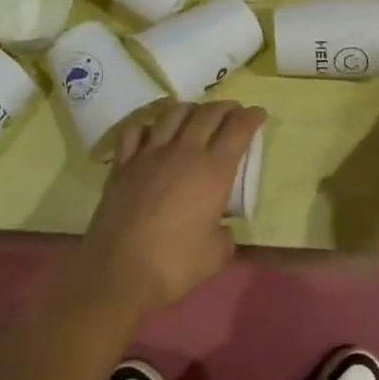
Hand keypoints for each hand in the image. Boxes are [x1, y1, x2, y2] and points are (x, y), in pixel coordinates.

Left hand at [75, 101, 265, 318]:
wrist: (119, 271)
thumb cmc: (175, 265)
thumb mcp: (218, 254)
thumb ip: (225, 233)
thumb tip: (220, 227)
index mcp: (213, 171)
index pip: (238, 129)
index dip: (251, 117)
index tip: (258, 113)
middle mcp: (184, 152)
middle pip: (208, 114)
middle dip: (225, 108)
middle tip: (233, 111)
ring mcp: (149, 154)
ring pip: (173, 114)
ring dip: (190, 108)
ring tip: (197, 114)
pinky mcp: (123, 164)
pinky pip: (136, 131)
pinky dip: (149, 125)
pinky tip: (154, 131)